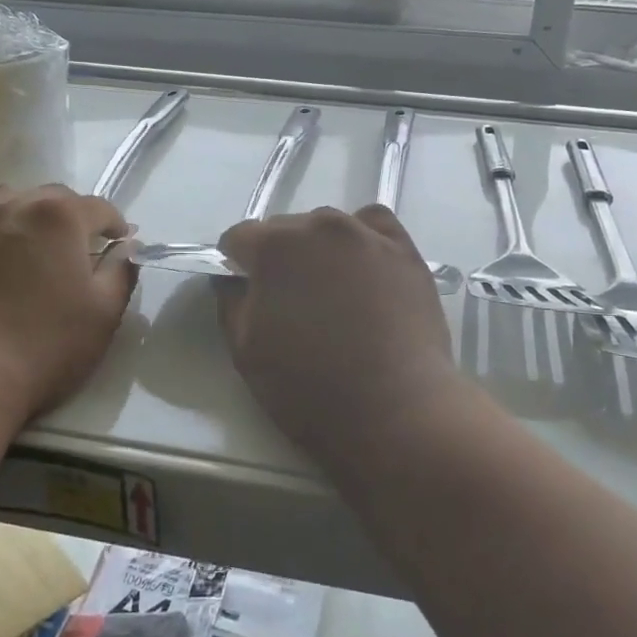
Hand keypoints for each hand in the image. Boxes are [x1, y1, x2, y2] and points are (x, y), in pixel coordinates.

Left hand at [0, 185, 135, 426]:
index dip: (117, 224)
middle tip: (85, 247)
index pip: (99, 207)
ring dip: (25, 213)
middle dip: (74, 214)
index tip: (123, 243)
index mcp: (60, 216)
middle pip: (52, 197)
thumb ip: (121, 271)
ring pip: (3, 201)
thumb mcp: (105, 312)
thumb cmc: (46, 345)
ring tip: (35, 241)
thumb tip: (126, 247)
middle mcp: (14, 209)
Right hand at [216, 206, 461, 457]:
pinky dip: (362, 239)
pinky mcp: (404, 250)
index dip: (237, 265)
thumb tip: (233, 278)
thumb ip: (231, 302)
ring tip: (333, 293)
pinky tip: (365, 270)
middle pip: (285, 229)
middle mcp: (320, 226)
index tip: (247, 293)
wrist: (394, 411)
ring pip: (328, 227)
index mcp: (275, 246)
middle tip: (291, 302)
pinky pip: (373, 225)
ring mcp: (367, 234)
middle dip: (279, 258)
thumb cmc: (310, 387)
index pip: (239, 238)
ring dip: (320, 250)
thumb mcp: (246, 351)